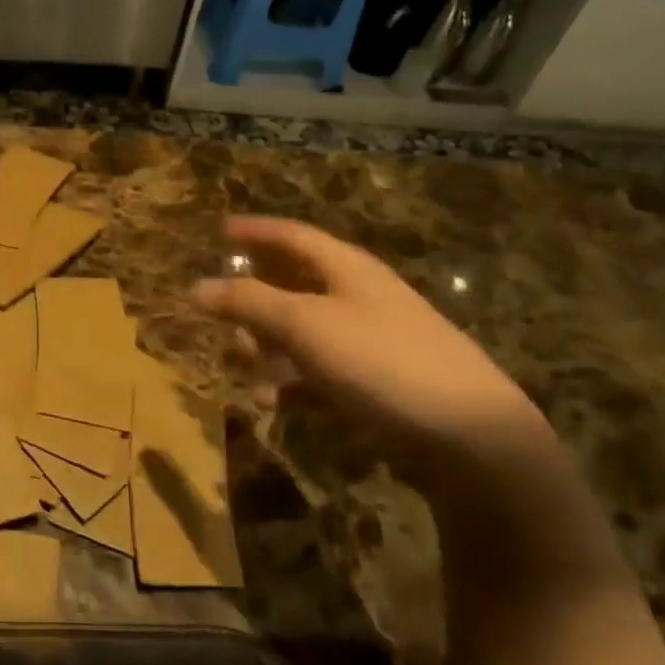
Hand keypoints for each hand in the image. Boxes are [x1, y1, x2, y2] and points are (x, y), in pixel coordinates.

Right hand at [192, 216, 557, 485]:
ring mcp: (370, 339)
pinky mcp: (377, 380)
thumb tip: (195, 286)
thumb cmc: (381, 360)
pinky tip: (277, 404)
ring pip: (302, 333)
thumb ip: (248, 303)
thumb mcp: (305, 325)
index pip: (292, 236)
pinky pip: (320, 371)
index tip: (219, 230)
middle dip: (254, 303)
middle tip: (225, 322)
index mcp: (347, 269)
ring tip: (251, 374)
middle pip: (294, 285)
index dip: (254, 231)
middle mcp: (359, 296)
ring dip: (270, 350)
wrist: (470, 434)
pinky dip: (293, 383)